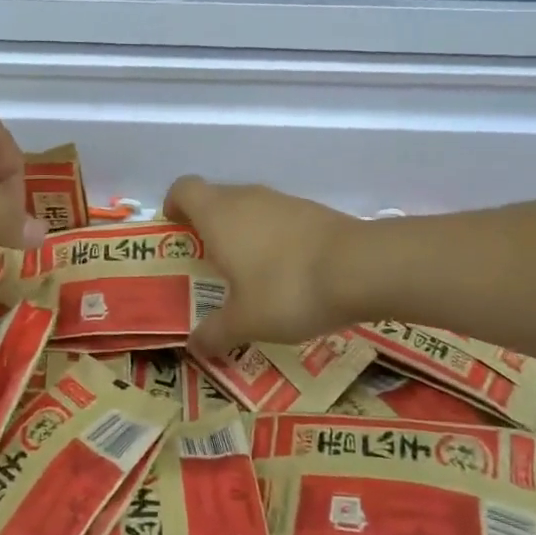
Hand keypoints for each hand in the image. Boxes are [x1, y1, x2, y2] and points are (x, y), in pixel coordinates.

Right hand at [163, 175, 362, 353]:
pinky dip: (272, 237)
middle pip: (215, 198)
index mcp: (218, 215)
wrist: (361, 268)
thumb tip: (195, 346)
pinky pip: (278, 218)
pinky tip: (286, 273)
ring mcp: (282, 201)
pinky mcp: (312, 210)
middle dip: (206, 225)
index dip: (174, 205)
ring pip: (249, 207)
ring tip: (248, 273)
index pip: (184, 188)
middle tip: (208, 262)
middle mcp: (246, 198)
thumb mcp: (245, 322)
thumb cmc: (287, 289)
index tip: (175, 229)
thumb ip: (215, 332)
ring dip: (241, 231)